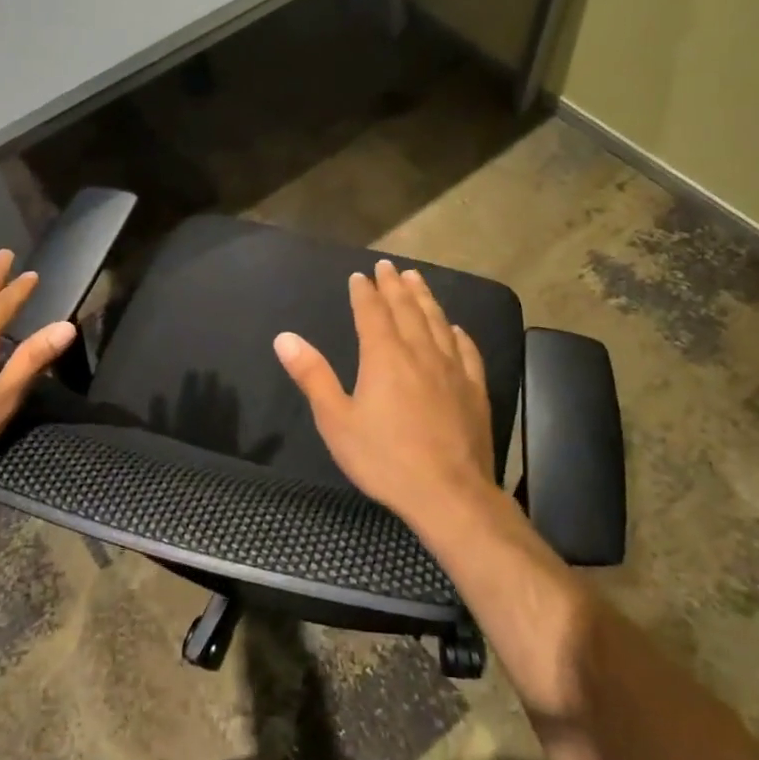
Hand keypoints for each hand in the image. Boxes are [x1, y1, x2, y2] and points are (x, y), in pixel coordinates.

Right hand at [273, 259, 495, 524]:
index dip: (364, 292)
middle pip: (407, 309)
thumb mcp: (336, 420)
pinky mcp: (474, 389)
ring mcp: (452, 369)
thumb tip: (284, 338)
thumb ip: (312, 376)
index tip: (359, 275)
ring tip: (417, 280)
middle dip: (395, 285)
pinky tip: (455, 328)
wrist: (449, 493)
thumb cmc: (385, 458)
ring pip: (437, 321)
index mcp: (384, 356)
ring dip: (425, 298)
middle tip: (388, 266)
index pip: (372, 312)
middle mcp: (420, 352)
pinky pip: (466, 350)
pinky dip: (457, 333)